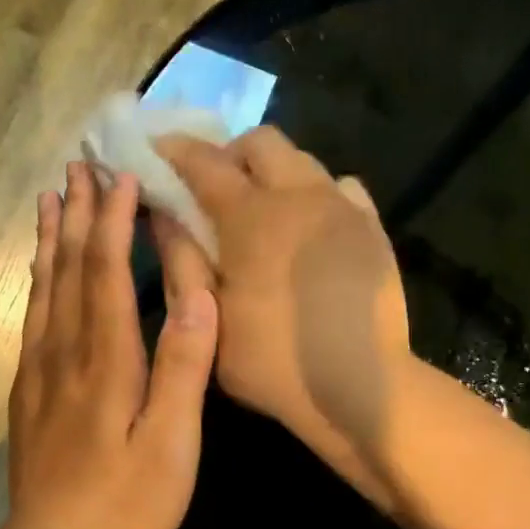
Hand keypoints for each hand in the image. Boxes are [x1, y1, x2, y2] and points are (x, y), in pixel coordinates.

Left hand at [5, 162, 218, 528]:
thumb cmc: (126, 501)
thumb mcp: (172, 442)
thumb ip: (184, 367)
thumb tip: (199, 294)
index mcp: (107, 359)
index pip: (106, 272)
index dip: (113, 221)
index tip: (122, 176)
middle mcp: (66, 351)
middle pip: (68, 268)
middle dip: (76, 213)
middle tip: (78, 165)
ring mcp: (39, 369)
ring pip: (43, 287)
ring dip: (49, 237)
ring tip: (50, 196)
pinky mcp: (26, 390)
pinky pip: (31, 317)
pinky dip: (35, 280)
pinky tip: (38, 269)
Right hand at [153, 127, 409, 503]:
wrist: (361, 386)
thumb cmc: (272, 360)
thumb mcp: (210, 318)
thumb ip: (183, 259)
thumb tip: (163, 214)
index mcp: (252, 217)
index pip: (205, 163)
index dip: (175, 151)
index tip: (157, 150)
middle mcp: (299, 195)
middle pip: (261, 142)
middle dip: (230, 154)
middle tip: (214, 189)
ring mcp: (342, 207)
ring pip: (302, 160)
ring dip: (273, 172)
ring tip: (262, 210)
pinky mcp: (372, 227)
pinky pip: (341, 187)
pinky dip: (316, 194)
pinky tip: (309, 229)